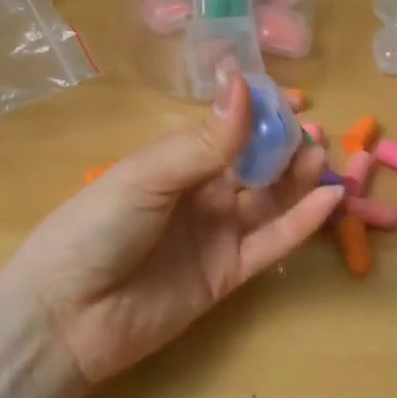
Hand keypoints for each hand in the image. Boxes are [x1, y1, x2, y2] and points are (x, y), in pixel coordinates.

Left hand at [1, 76, 344, 382]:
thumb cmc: (98, 227)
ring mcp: (217, 233)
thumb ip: (205, 141)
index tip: (296, 98)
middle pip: (254, 163)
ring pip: (269, 199)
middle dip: (285, 144)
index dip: (261, 111)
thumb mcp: (149, 176)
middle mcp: (201, 192)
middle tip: (315, 131)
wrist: (67, 315)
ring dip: (297, 177)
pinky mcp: (228, 274)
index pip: (228, 128)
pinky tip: (328, 199)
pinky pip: (271, 243)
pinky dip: (301, 222)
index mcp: (176, 160)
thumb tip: (242, 82)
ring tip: (321, 156)